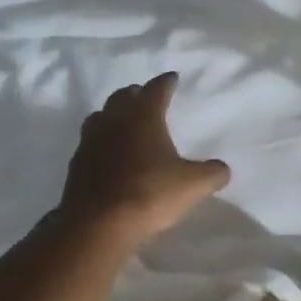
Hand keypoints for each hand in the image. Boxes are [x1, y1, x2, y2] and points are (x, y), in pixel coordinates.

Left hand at [59, 72, 230, 242]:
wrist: (98, 223)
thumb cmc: (150, 194)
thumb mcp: (193, 185)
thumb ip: (212, 174)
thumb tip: (222, 169)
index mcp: (144, 116)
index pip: (156, 89)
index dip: (166, 82)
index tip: (172, 78)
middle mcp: (114, 120)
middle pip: (123, 97)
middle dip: (137, 94)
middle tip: (147, 97)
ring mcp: (91, 141)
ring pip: (101, 116)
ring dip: (114, 114)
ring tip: (125, 122)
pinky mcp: (77, 163)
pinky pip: (90, 142)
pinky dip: (102, 141)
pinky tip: (109, 154)